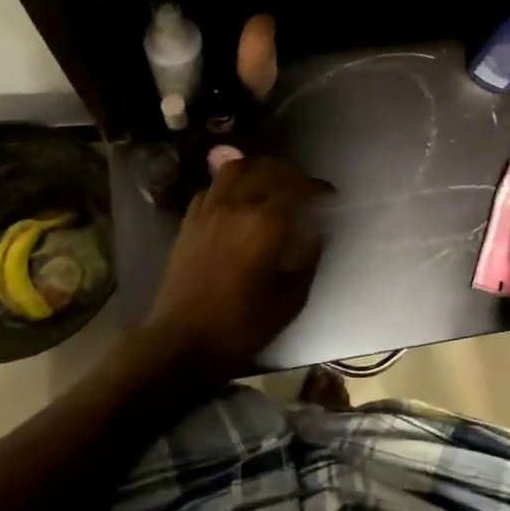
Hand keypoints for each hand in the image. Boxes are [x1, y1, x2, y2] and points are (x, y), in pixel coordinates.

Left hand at [139, 155, 333, 383]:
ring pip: (236, 167)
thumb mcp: (289, 301)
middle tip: (305, 189)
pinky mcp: (189, 220)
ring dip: (259, 168)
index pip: (297, 188)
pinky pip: (212, 186)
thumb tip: (316, 235)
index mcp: (265, 226)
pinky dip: (230, 184)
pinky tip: (238, 199)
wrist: (180, 342)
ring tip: (272, 183)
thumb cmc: (239, 327)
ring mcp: (209, 210)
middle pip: (268, 168)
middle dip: (292, 173)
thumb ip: (307, 260)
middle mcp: (236, 207)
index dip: (317, 188)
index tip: (329, 196)